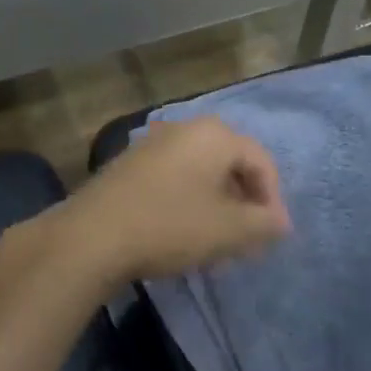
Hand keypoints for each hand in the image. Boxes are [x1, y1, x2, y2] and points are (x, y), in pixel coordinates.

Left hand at [66, 118, 291, 283]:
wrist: (91, 236)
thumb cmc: (170, 226)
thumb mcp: (228, 231)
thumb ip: (264, 224)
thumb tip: (280, 222)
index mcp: (215, 135)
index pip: (262, 162)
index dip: (273, 200)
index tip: (271, 236)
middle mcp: (185, 129)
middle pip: (231, 164)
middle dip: (245, 202)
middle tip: (248, 238)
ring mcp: (153, 144)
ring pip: (202, 173)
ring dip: (217, 204)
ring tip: (218, 241)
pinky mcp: (130, 164)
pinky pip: (175, 178)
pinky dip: (189, 202)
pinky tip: (183, 233)